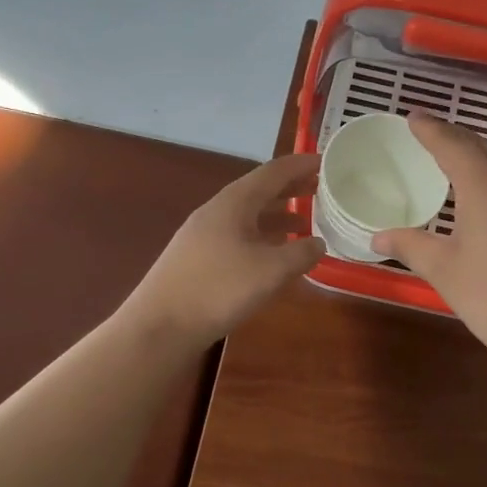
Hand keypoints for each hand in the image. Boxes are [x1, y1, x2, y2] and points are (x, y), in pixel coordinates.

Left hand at [131, 154, 325, 345]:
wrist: (160, 326)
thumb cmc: (218, 290)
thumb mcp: (270, 271)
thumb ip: (301, 253)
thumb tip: (318, 243)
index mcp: (234, 202)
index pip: (273, 172)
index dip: (301, 165)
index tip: (327, 160)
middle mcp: (217, 211)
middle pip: (259, 190)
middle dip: (291, 188)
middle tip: (321, 188)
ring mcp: (204, 234)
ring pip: (248, 215)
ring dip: (277, 215)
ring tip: (305, 222)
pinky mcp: (198, 258)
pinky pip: (238, 235)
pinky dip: (262, 236)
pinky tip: (273, 254)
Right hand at [372, 115, 486, 367]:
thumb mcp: (446, 272)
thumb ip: (411, 246)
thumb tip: (378, 236)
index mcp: (486, 185)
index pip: (452, 144)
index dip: (430, 129)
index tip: (413, 117)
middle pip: (483, 147)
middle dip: (455, 137)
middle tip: (431, 135)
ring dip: (481, 157)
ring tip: (459, 164)